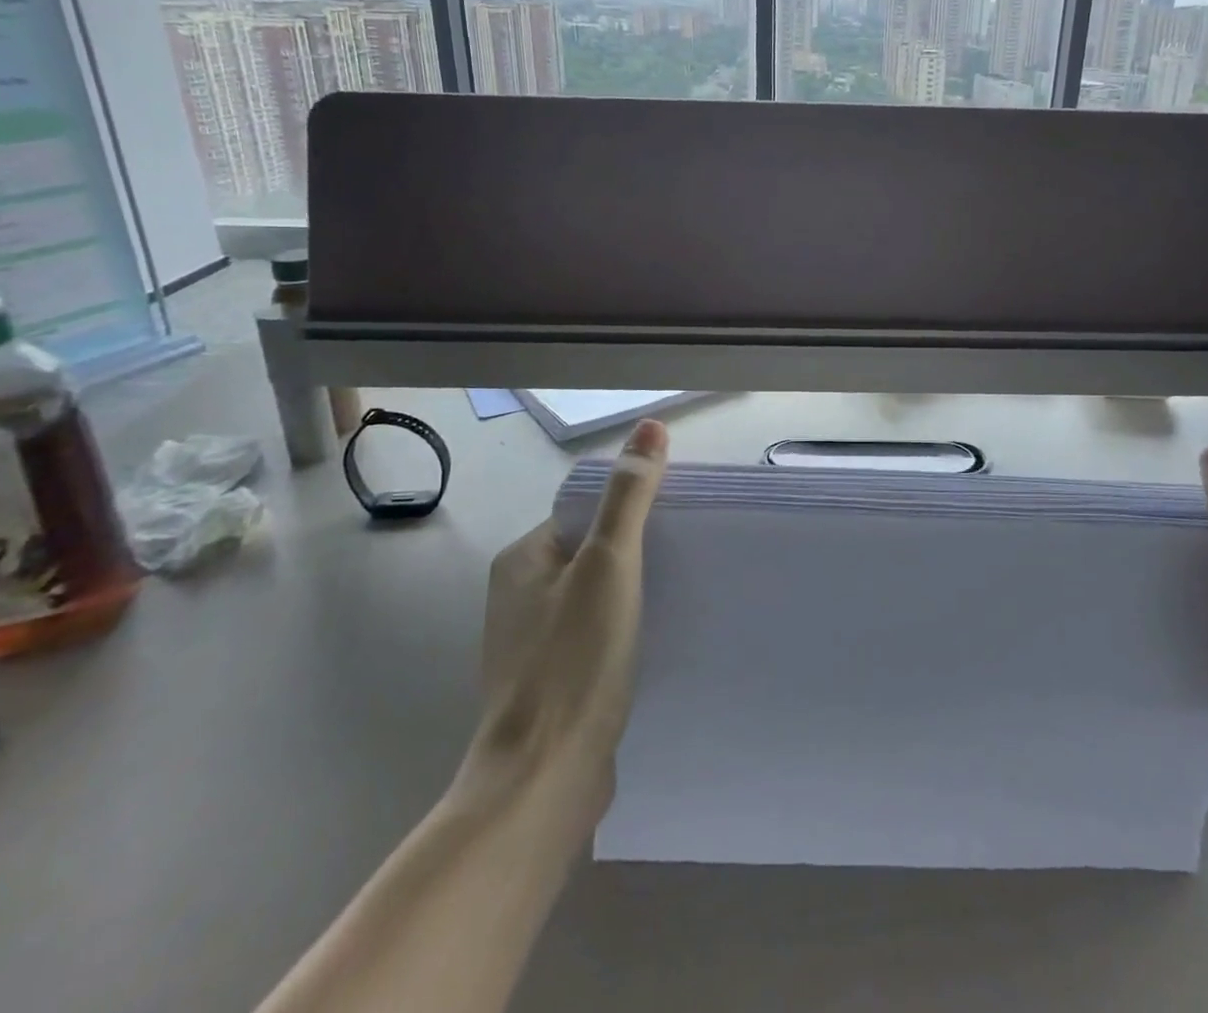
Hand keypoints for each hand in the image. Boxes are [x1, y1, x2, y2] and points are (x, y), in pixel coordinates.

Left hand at [454, 420, 667, 826]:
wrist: (544, 781)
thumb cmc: (574, 660)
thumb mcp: (610, 564)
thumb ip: (630, 495)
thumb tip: (651, 427)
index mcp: (523, 559)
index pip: (586, 511)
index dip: (632, 509)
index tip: (678, 520)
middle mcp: (520, 595)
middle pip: (592, 552)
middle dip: (638, 552)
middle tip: (687, 556)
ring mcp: (533, 643)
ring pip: (596, 596)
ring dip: (634, 593)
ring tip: (681, 594)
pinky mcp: (552, 682)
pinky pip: (595, 635)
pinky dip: (625, 630)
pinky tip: (656, 640)